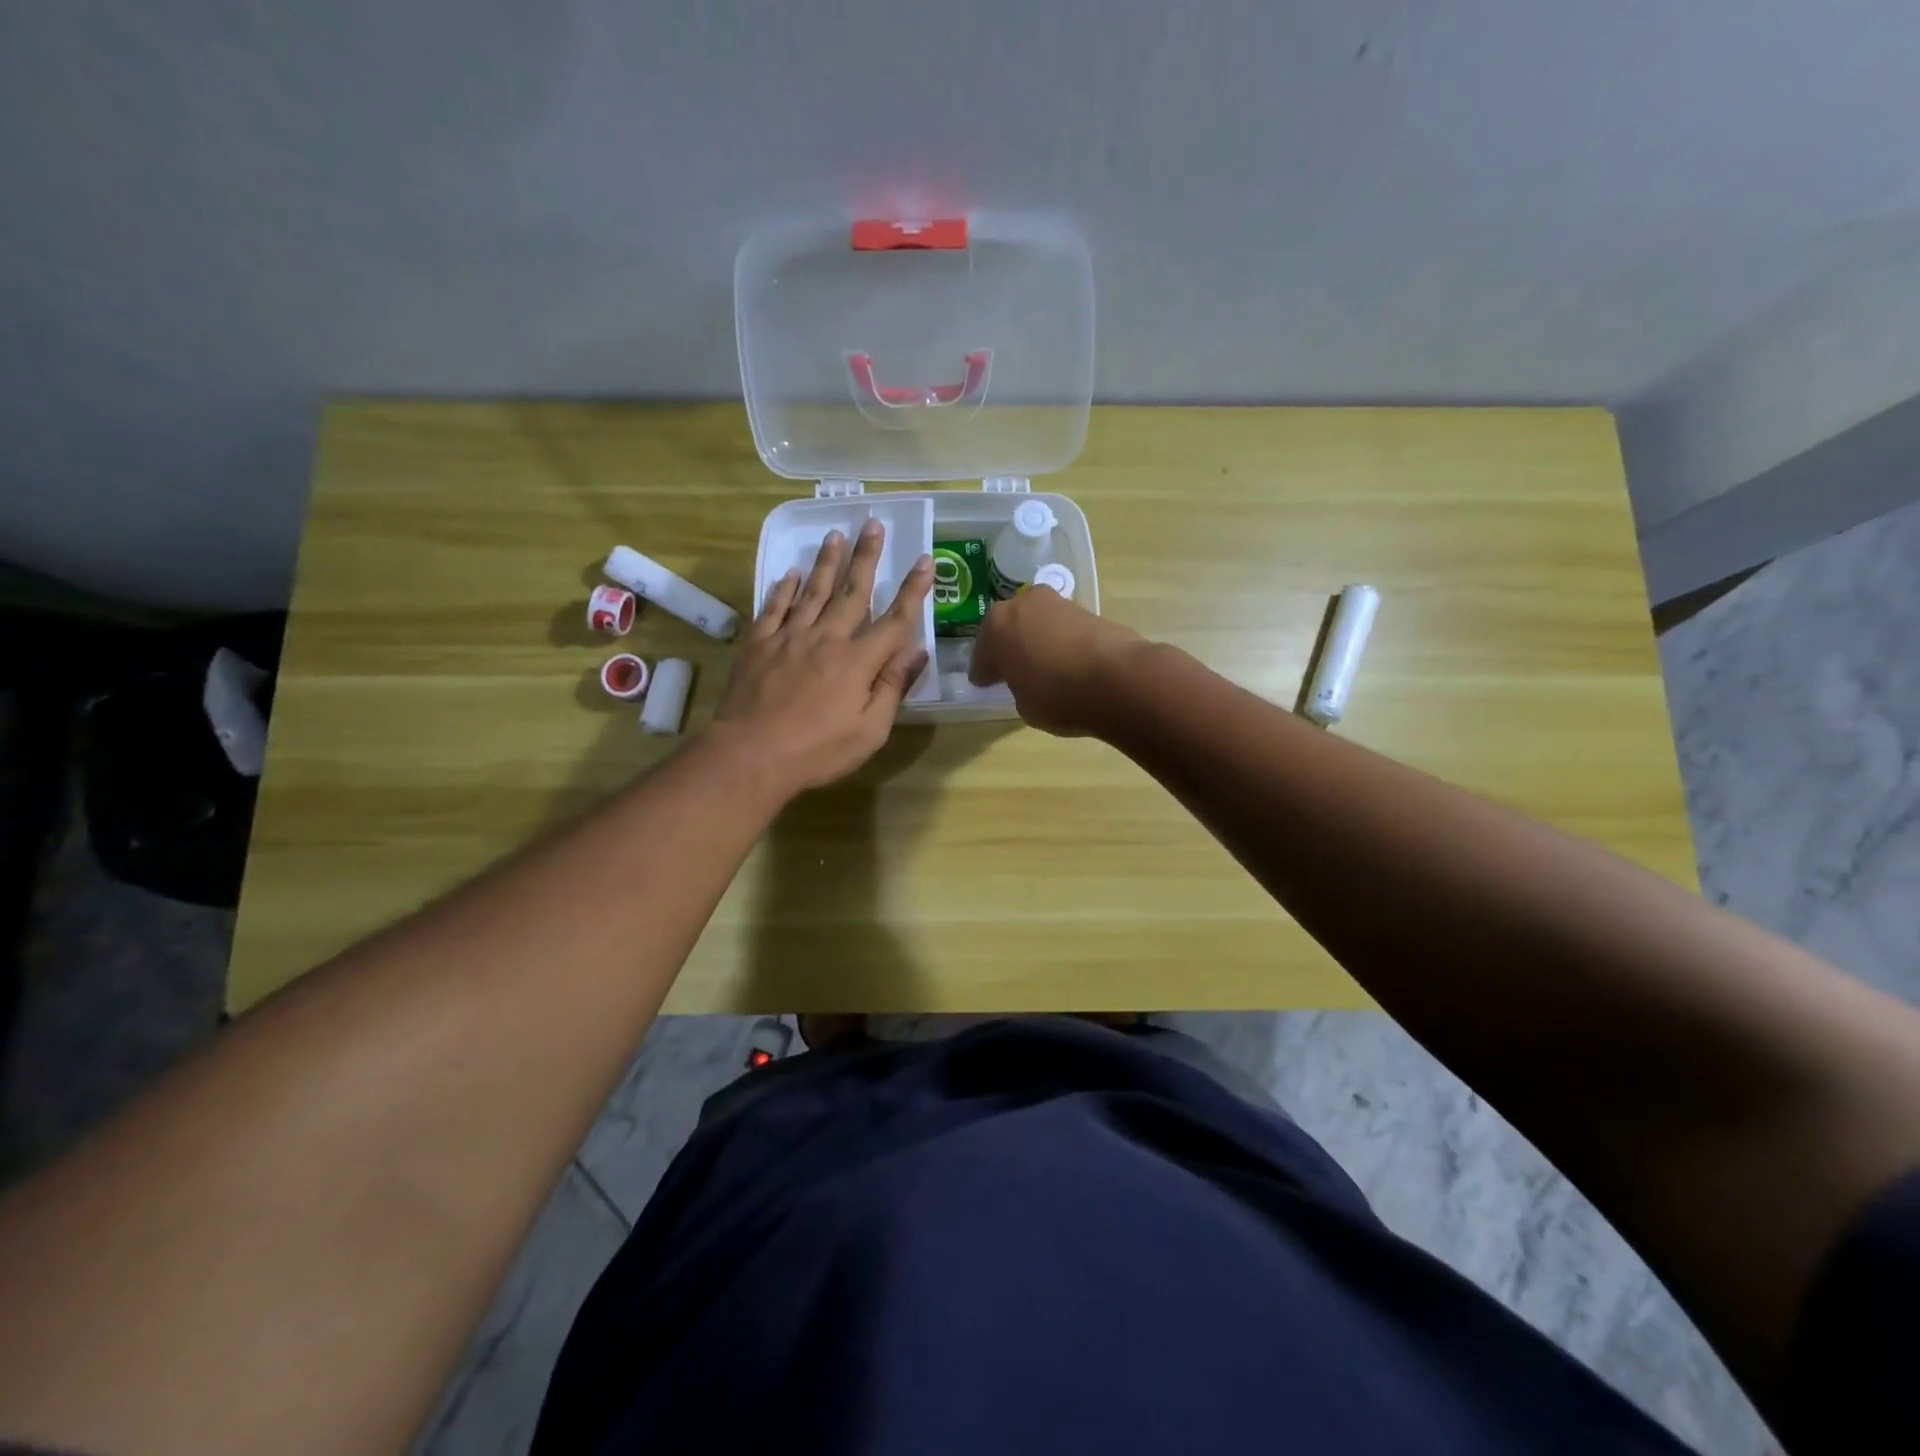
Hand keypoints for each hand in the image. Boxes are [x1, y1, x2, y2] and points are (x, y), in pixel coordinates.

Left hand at [712, 518, 932, 793]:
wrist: (751, 755)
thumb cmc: (817, 751)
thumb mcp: (870, 731)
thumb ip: (892, 688)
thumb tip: (917, 651)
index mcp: (858, 662)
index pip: (894, 620)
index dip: (913, 590)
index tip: (925, 560)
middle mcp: (827, 639)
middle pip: (852, 592)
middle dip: (866, 557)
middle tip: (873, 524)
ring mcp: (789, 638)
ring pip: (813, 591)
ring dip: (826, 562)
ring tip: (836, 535)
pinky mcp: (759, 644)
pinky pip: (774, 608)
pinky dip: (784, 589)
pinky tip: (791, 574)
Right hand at [968, 586, 1145, 736]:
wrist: (1118, 679)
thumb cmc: (1058, 696)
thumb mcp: (1024, 705)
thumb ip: (1018, 687)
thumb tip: (1028, 680)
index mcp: (996, 627)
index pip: (982, 654)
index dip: (984, 673)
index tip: (985, 685)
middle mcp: (1023, 605)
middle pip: (1008, 628)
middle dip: (1008, 647)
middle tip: (1011, 671)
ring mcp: (1057, 603)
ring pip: (1036, 623)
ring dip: (1035, 640)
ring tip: (1042, 667)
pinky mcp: (1087, 609)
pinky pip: (1061, 628)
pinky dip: (1059, 641)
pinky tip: (1066, 662)